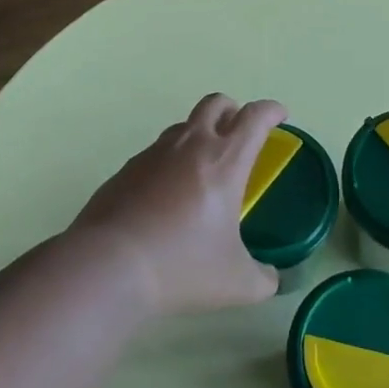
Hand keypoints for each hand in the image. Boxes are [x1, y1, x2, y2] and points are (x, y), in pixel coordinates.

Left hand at [71, 93, 284, 315]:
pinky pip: (156, 152)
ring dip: (200, 134)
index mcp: (225, 160)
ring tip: (203, 168)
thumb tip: (271, 279)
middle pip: (215, 103)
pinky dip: (170, 161)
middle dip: (232, 110)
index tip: (280, 115)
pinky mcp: (127, 168)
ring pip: (183, 125)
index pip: (255, 117)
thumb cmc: (182, 266)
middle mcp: (191, 145)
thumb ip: (263, 279)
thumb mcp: (236, 283)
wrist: (108, 265)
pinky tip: (167, 196)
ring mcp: (154, 153)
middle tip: (239, 132)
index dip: (271, 110)